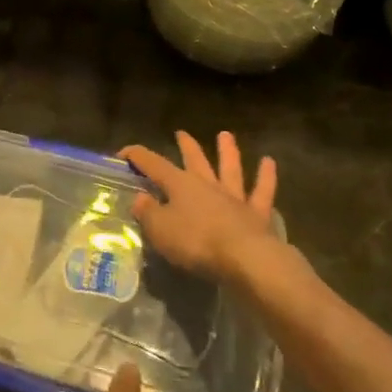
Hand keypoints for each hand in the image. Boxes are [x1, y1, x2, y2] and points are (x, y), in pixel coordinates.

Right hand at [121, 130, 277, 280]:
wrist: (244, 258)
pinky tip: (269, 162)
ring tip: (225, 135)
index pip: (153, 164)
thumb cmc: (196, 243)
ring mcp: (234, 197)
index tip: (123, 153)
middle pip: (194, 160)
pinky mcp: (256, 214)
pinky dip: (266, 177)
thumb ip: (148, 213)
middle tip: (181, 133)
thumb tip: (140, 199)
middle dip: (186, 146)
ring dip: (228, 151)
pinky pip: (261, 191)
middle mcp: (207, 184)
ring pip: (229, 168)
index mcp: (180, 185)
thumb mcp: (160, 231)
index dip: (136, 156)